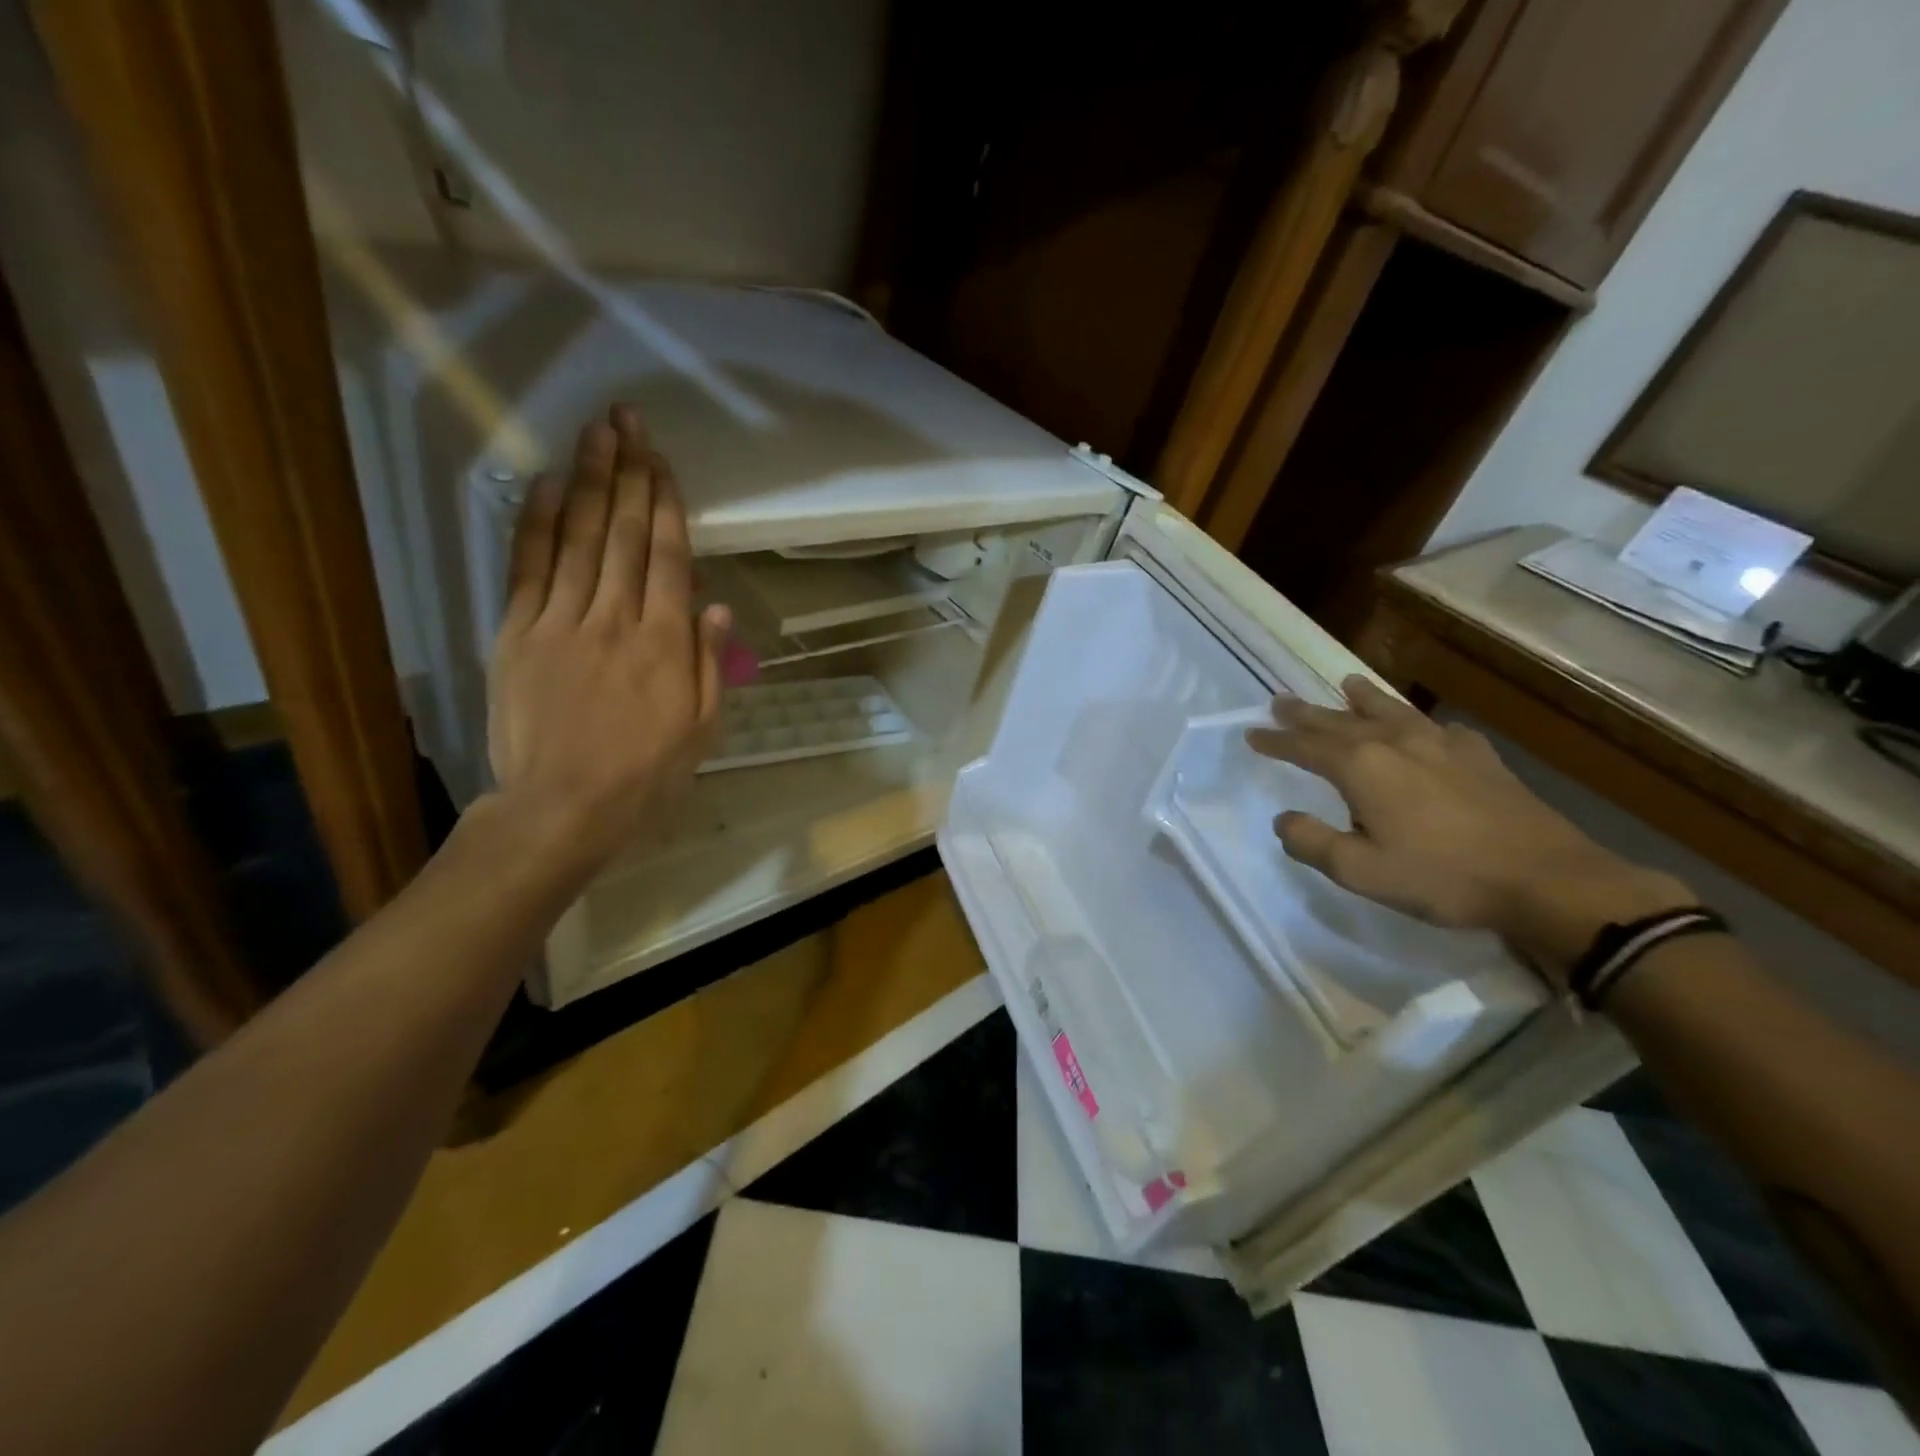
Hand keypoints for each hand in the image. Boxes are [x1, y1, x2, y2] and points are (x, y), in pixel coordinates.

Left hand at [486, 404, 729, 880]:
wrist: (562, 806)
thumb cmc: (645, 774)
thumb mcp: (701, 728)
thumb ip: (710, 663)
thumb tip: (715, 605)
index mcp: (665, 643)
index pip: (668, 557)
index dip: (667, 504)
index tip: (663, 461)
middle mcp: (615, 619)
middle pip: (625, 534)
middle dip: (630, 472)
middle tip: (629, 420)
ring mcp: (561, 621)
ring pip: (580, 538)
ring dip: (591, 481)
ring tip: (597, 433)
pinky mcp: (518, 633)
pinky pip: (530, 567)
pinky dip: (540, 523)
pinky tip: (550, 484)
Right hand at [1247, 676, 1692, 981]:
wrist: (1545, 878)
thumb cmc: (1442, 877)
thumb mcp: (1360, 871)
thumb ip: (1311, 842)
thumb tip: (1283, 818)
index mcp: (1362, 768)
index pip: (1305, 747)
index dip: (1275, 741)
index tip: (1251, 734)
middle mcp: (1396, 744)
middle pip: (1340, 721)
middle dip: (1306, 713)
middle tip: (1280, 701)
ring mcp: (1441, 745)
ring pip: (1390, 711)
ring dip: (1361, 698)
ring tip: (1346, 684)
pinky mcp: (1479, 757)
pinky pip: (1438, 727)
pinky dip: (1419, 721)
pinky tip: (1425, 727)